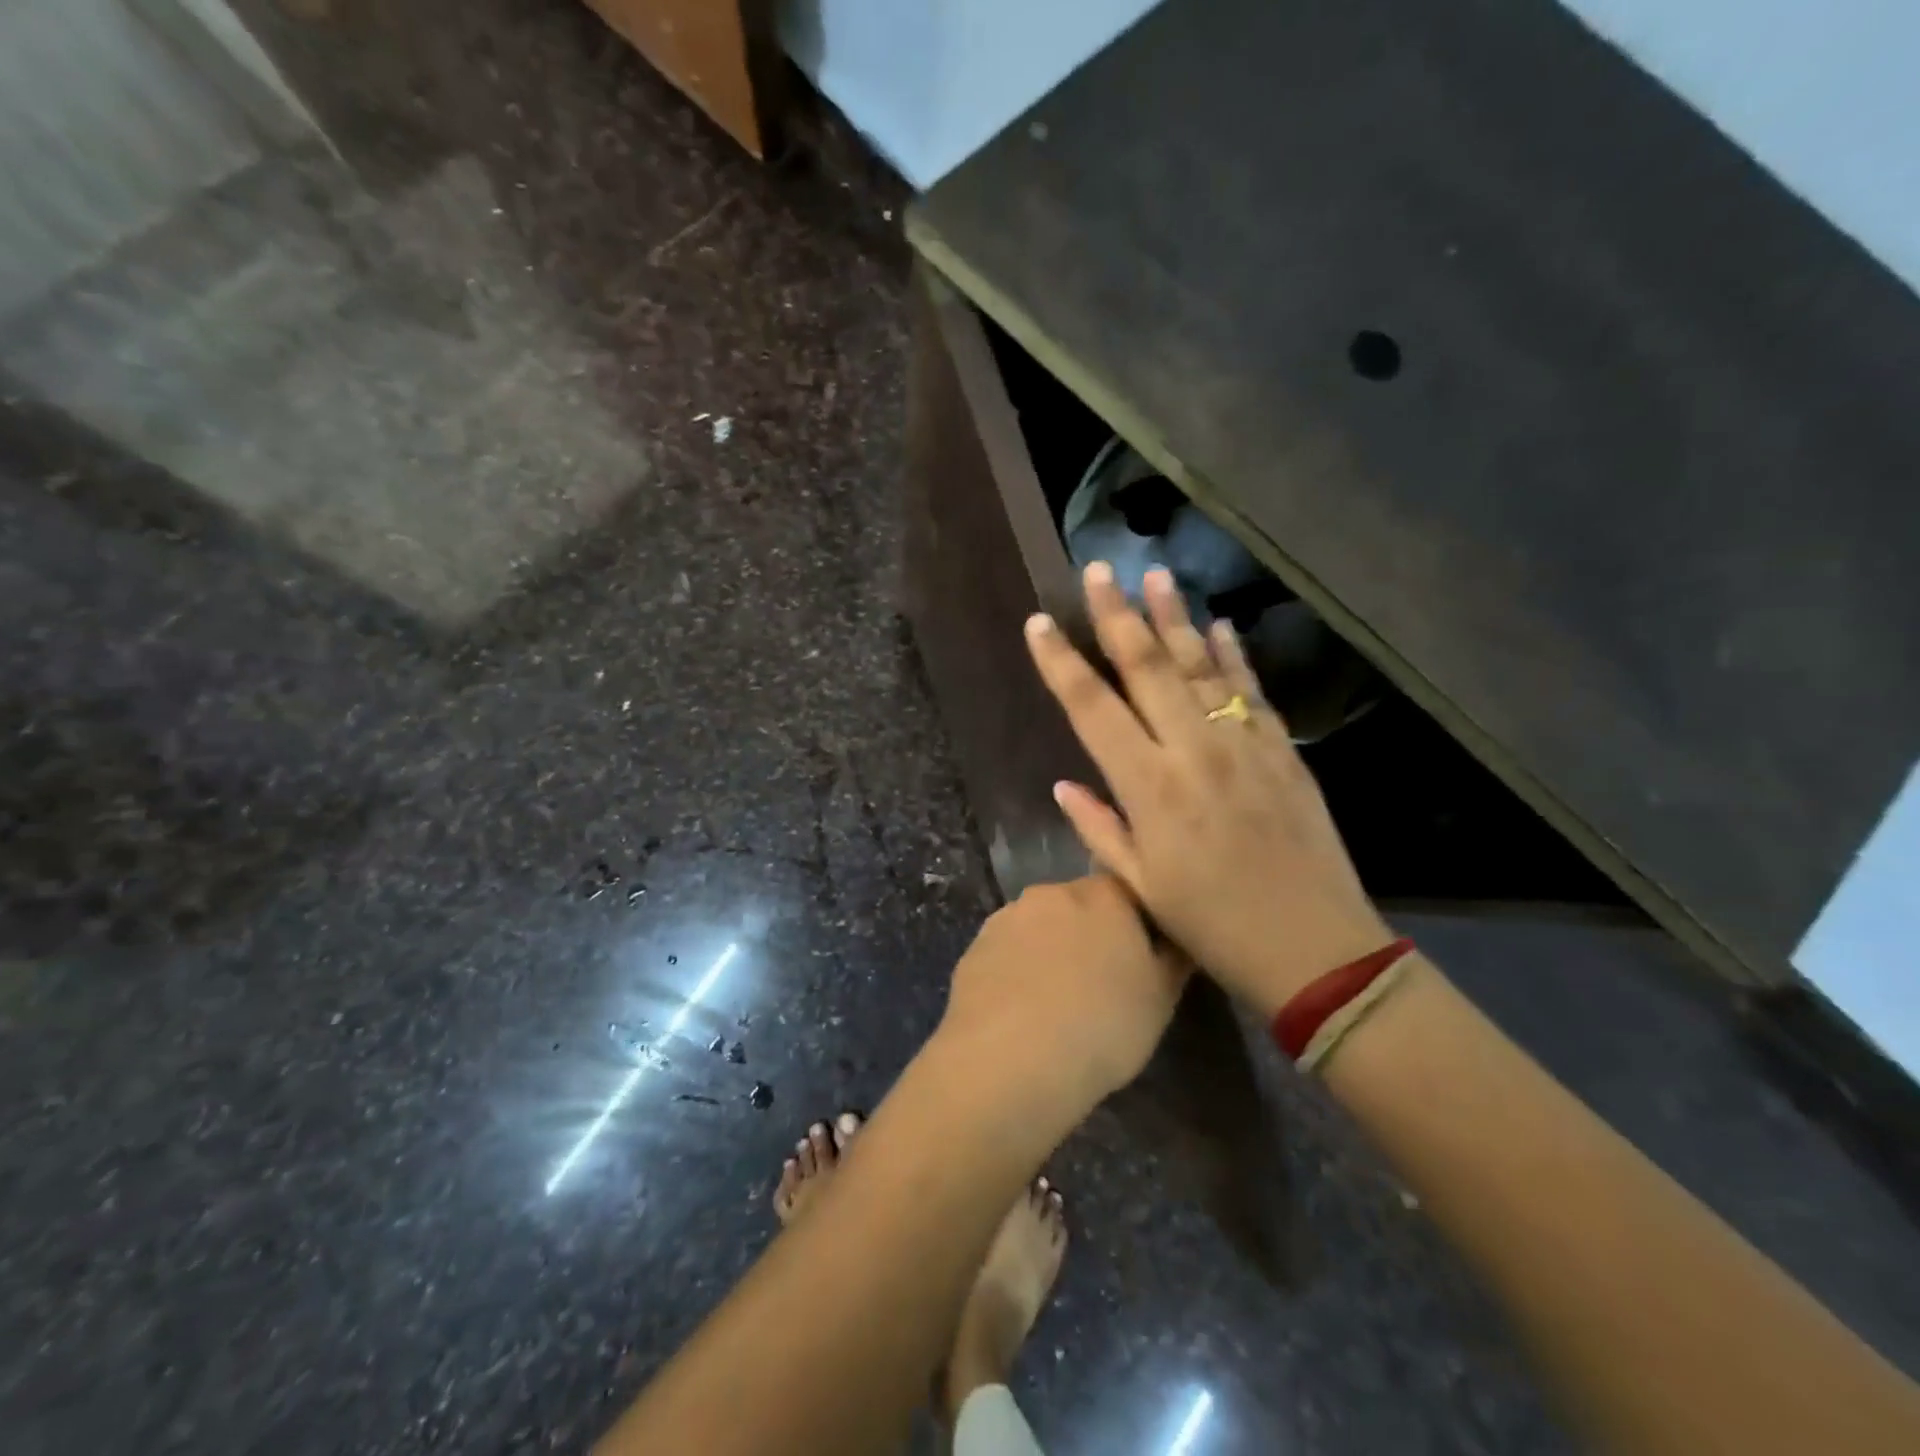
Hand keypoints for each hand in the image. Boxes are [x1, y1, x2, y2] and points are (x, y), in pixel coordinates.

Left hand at [940, 875, 1186, 1110]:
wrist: (1010, 1059)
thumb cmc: (1102, 1025)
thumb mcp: (1161, 998)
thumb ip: (1172, 956)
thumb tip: (1175, 936)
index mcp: (1102, 895)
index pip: (1126, 891)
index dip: (1134, 923)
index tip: (1138, 959)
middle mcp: (1051, 893)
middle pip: (1078, 905)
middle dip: (1089, 934)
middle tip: (1099, 983)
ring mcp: (1007, 918)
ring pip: (1039, 927)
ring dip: (1050, 950)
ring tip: (1057, 1002)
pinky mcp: (975, 947)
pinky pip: (1008, 951)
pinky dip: (1017, 970)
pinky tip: (1022, 1010)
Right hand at [1023, 563, 1391, 1013]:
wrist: (1316, 947)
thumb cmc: (1214, 926)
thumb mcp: (1141, 887)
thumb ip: (1099, 827)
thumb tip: (1063, 784)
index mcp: (1149, 788)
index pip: (1092, 709)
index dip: (1061, 663)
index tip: (1040, 623)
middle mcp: (1193, 751)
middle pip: (1147, 669)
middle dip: (1117, 616)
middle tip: (1098, 570)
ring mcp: (1243, 744)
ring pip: (1200, 666)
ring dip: (1174, 617)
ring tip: (1154, 575)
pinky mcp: (1282, 750)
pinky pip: (1250, 690)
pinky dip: (1231, 655)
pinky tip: (1217, 625)